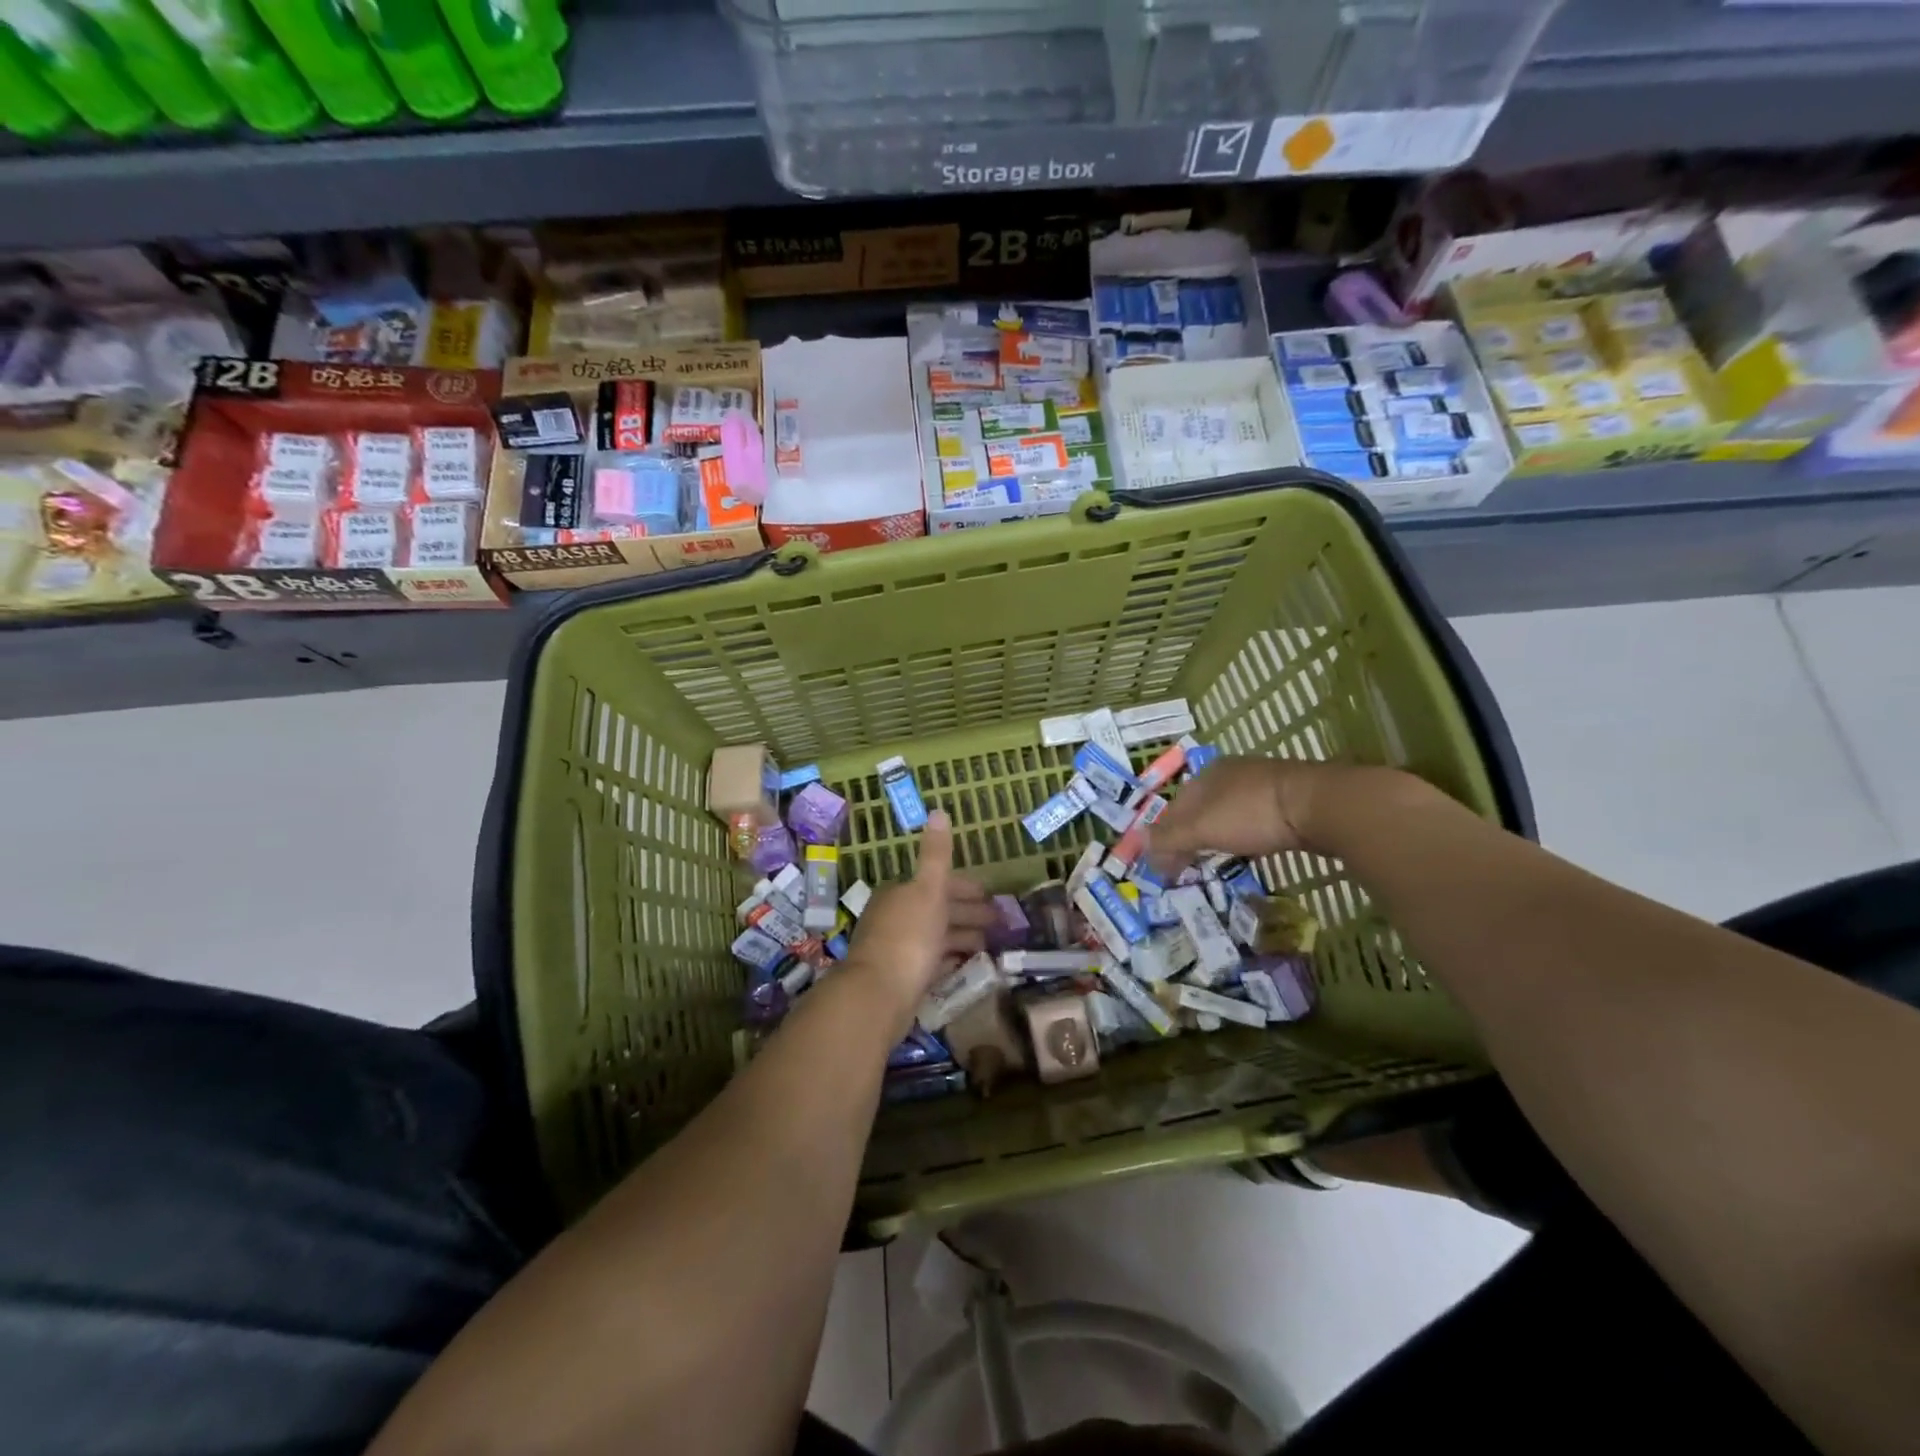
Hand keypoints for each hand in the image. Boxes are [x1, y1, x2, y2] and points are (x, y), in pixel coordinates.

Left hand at [844, 810, 994, 1022]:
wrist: (879, 995)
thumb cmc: (908, 936)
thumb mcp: (927, 889)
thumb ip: (936, 854)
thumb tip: (938, 810)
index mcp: (900, 893)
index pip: (938, 884)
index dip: (966, 888)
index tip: (990, 896)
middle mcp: (896, 917)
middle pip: (938, 910)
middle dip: (969, 913)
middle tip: (1001, 923)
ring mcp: (897, 950)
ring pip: (937, 937)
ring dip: (963, 937)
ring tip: (991, 945)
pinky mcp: (901, 979)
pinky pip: (932, 962)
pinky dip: (950, 959)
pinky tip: (966, 963)